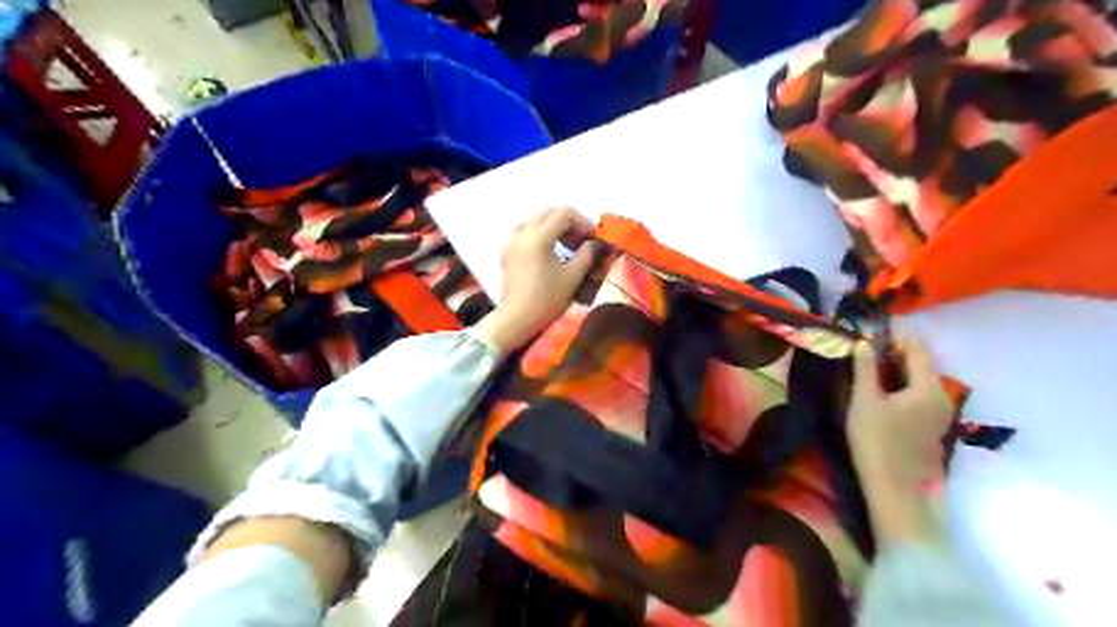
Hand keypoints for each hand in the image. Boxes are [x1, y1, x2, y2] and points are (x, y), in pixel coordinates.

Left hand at [477, 206, 601, 350]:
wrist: (517, 319)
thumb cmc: (547, 299)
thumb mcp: (573, 276)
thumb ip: (587, 254)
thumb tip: (597, 242)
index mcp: (538, 236)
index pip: (564, 213)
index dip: (583, 222)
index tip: (593, 238)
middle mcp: (522, 233)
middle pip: (549, 213)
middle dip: (569, 223)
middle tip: (582, 241)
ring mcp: (511, 241)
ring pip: (536, 221)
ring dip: (554, 227)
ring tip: (566, 246)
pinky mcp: (507, 252)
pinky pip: (525, 232)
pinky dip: (540, 235)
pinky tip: (549, 252)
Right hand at [847, 336, 949, 546]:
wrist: (894, 489)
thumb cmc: (876, 441)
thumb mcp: (865, 400)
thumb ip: (865, 368)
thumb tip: (863, 341)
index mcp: (929, 387)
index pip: (917, 349)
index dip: (895, 336)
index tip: (869, 330)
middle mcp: (942, 396)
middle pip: (920, 364)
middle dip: (894, 352)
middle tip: (865, 347)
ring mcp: (940, 414)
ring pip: (919, 380)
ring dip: (897, 369)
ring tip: (869, 366)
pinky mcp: (932, 427)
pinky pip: (919, 395)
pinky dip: (902, 385)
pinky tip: (881, 391)